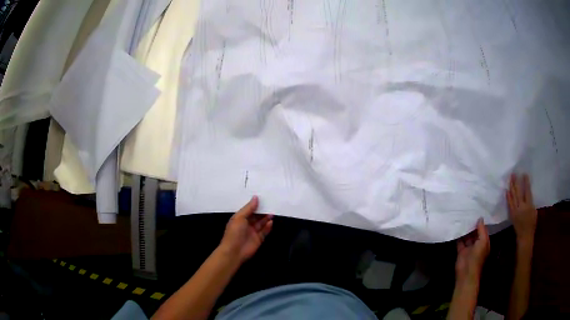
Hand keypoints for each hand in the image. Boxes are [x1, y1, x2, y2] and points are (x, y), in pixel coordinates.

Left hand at [219, 196, 272, 263]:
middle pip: (256, 216)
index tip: (263, 198)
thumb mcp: (239, 217)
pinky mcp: (258, 239)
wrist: (234, 251)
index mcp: (239, 218)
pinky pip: (264, 231)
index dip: (255, 205)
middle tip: (270, 204)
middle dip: (262, 211)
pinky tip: (271, 222)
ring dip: (266, 218)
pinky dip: (268, 227)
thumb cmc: (234, 232)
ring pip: (261, 223)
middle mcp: (246, 224)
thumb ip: (249, 208)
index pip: (249, 210)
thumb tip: (256, 197)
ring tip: (272, 213)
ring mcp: (253, 232)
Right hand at [455, 218, 489, 285]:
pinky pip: (460, 241)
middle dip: (472, 225)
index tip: (477, 211)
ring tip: (462, 217)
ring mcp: (469, 247)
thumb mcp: (483, 241)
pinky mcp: (461, 251)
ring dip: (465, 230)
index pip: (483, 230)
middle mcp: (477, 244)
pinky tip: (456, 227)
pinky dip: (458, 236)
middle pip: (475, 232)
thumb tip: (480, 218)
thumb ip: (482, 230)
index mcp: (484, 242)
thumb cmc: (477, 257)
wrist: (466, 272)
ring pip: (467, 236)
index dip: (480, 222)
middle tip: (468, 212)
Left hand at [506, 174, 536, 241]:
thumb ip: (531, 202)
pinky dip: (508, 197)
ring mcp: (515, 211)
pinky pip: (509, 204)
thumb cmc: (532, 223)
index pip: (527, 191)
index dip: (525, 182)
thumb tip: (527, 193)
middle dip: (515, 182)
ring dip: (511, 187)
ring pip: (512, 197)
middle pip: (518, 192)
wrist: (524, 236)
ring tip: (510, 179)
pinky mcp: (511, 215)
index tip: (524, 174)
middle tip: (513, 174)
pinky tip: (506, 191)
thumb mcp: (534, 211)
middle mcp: (521, 207)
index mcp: (528, 205)